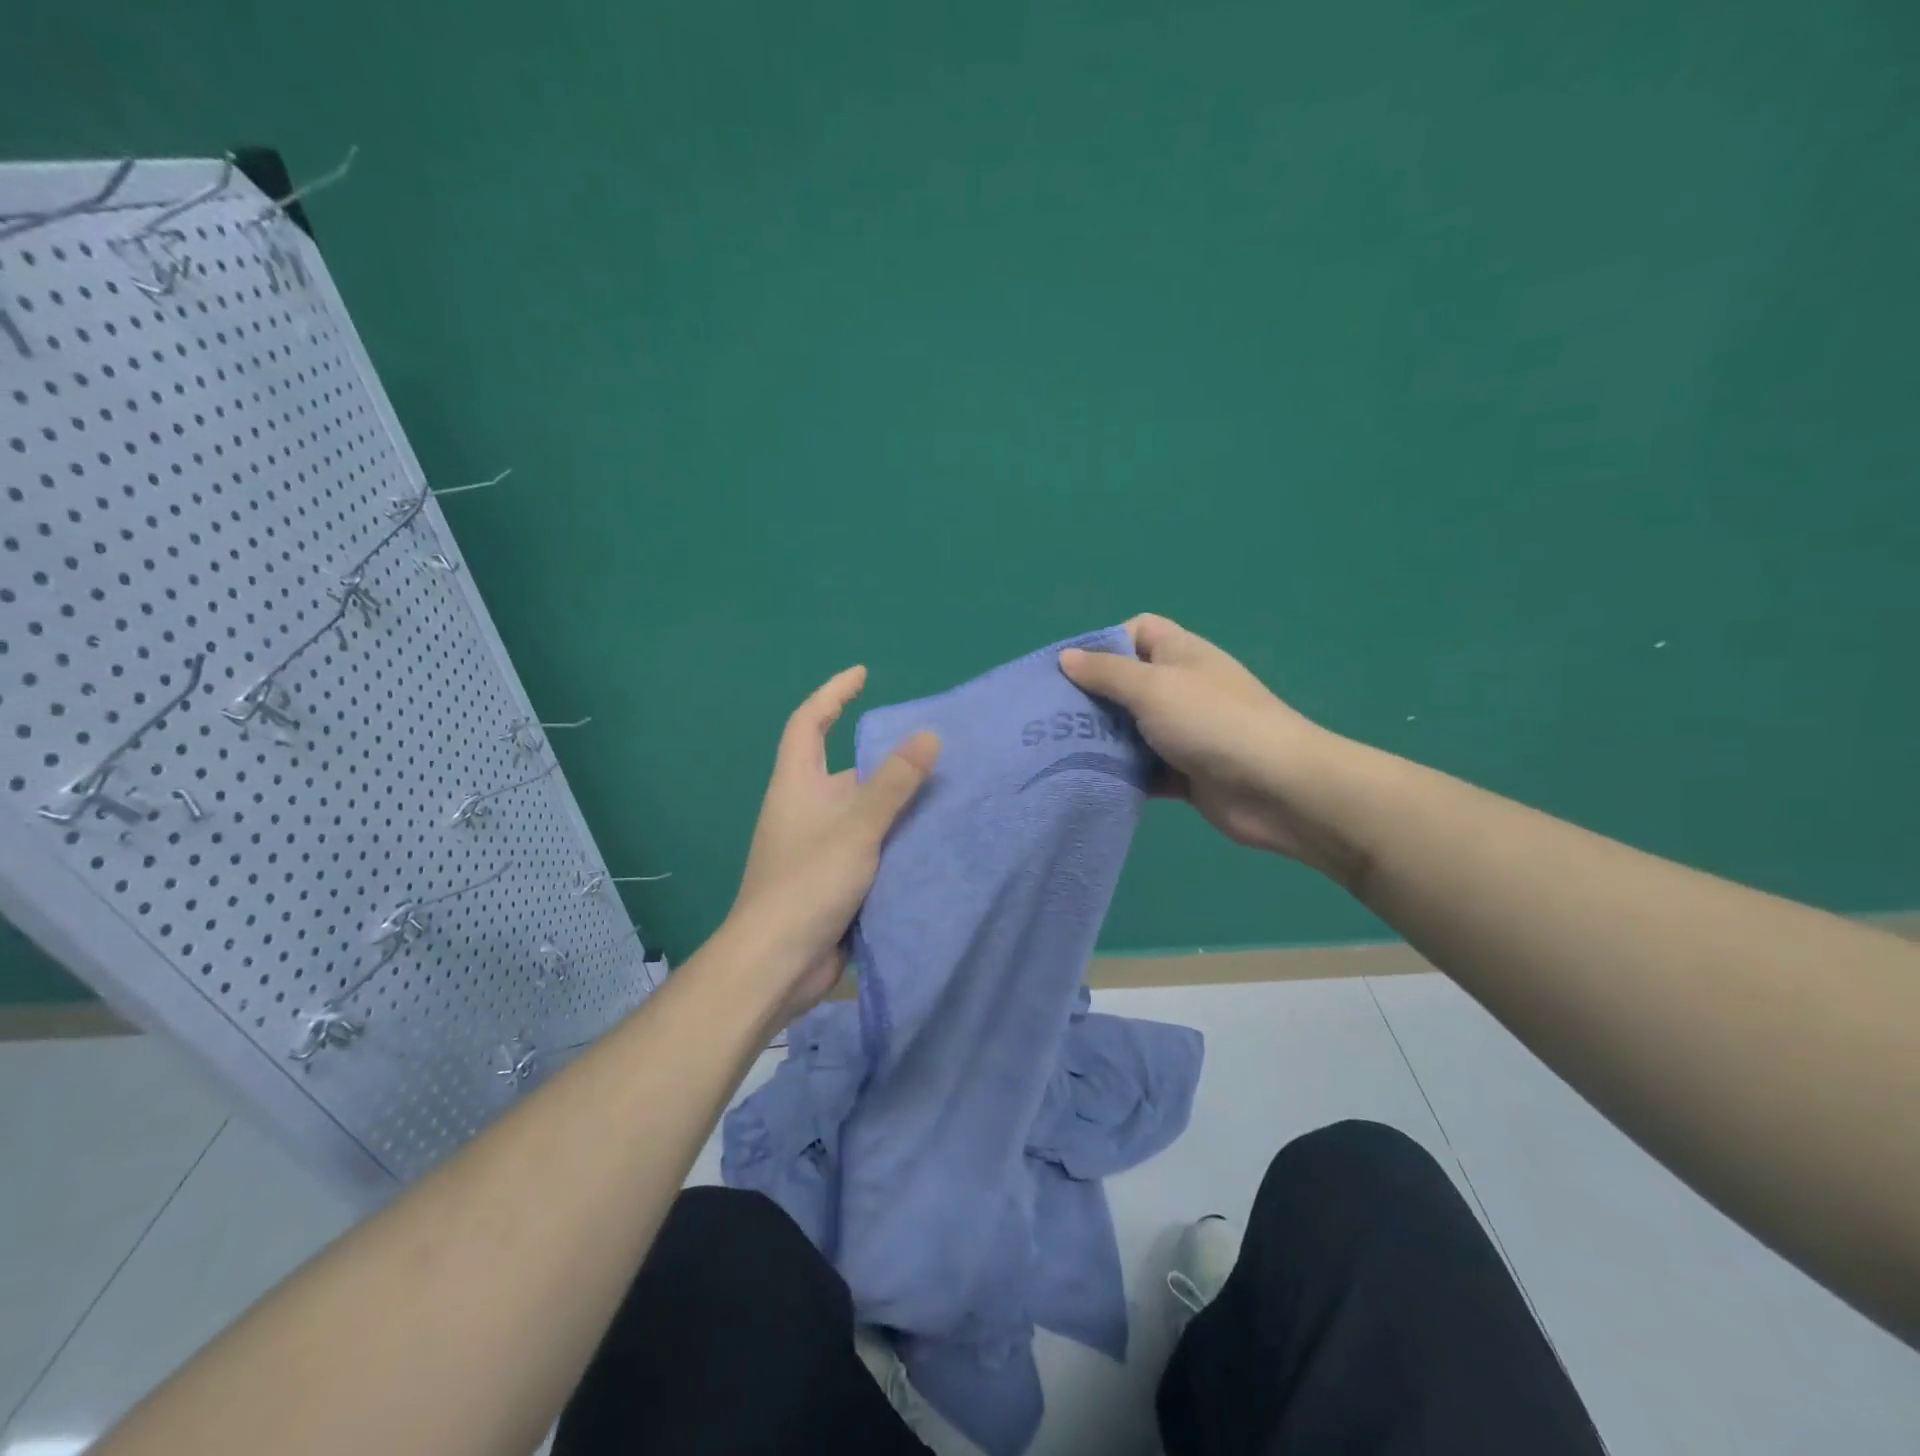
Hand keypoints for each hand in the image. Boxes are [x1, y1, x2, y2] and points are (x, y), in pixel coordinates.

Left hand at [727, 666, 939, 1023]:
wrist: (777, 963)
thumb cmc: (807, 883)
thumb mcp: (856, 826)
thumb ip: (894, 783)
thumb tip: (929, 736)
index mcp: (797, 784)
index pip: (808, 723)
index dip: (832, 694)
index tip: (863, 676)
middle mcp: (805, 809)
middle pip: (845, 769)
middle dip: (885, 758)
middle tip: (935, 750)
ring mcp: (819, 846)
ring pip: (863, 812)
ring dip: (897, 803)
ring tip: (947, 792)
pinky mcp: (834, 879)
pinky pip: (871, 846)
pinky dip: (896, 839)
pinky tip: (933, 841)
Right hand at [1060, 615, 1349, 872]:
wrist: (1275, 788)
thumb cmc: (1212, 722)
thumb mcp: (1153, 687)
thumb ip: (1107, 673)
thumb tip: (1066, 656)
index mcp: (1180, 654)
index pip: (1137, 631)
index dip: (1104, 643)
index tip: (1072, 671)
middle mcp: (1181, 688)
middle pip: (1127, 684)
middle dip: (1091, 698)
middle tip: (1052, 718)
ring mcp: (1184, 732)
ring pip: (1131, 729)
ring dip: (1102, 740)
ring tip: (1059, 751)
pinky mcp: (1184, 773)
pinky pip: (1143, 768)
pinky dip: (1121, 773)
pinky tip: (1090, 780)